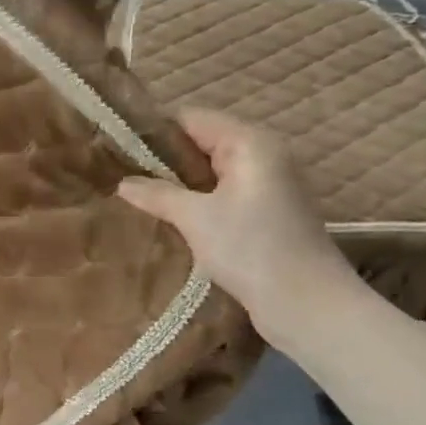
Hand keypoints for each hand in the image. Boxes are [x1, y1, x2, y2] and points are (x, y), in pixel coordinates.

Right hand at [118, 107, 358, 348]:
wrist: (309, 306)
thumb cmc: (251, 250)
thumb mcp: (195, 218)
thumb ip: (157, 194)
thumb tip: (123, 182)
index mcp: (250, 143)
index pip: (191, 118)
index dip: (153, 130)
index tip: (116, 147)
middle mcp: (263, 155)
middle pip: (202, 142)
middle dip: (162, 158)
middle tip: (120, 174)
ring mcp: (268, 185)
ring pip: (211, 171)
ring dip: (178, 183)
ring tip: (137, 196)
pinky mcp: (267, 213)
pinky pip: (223, 194)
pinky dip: (197, 201)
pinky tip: (169, 218)